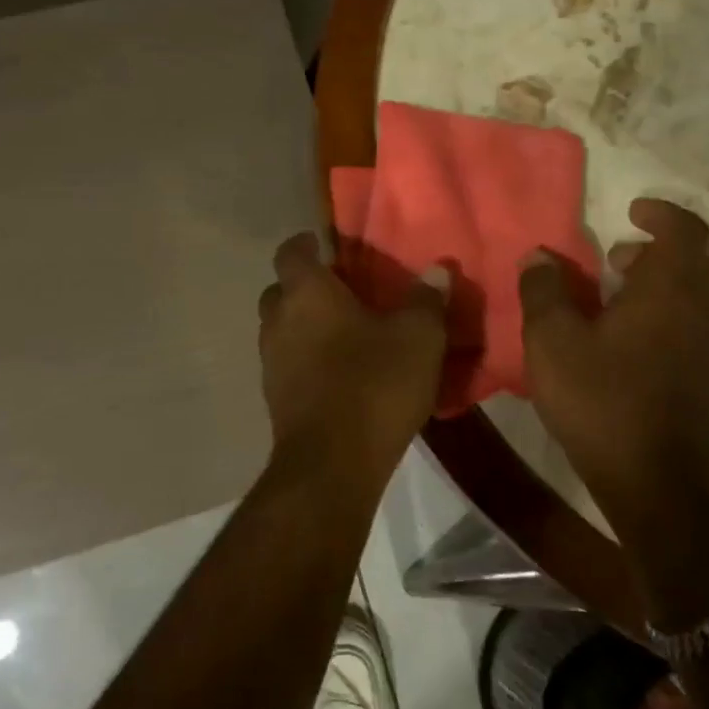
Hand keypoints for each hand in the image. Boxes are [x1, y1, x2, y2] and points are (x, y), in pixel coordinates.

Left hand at [257, 233, 449, 478]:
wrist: (332, 463)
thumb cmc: (374, 384)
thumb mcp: (418, 338)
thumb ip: (427, 300)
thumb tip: (438, 270)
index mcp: (306, 293)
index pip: (291, 251)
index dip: (307, 244)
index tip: (329, 247)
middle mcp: (278, 320)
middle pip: (280, 291)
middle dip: (305, 288)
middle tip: (342, 294)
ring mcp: (270, 362)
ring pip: (281, 329)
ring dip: (304, 327)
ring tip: (343, 335)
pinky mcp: (273, 398)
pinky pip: (287, 364)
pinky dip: (305, 360)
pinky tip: (338, 374)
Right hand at [518, 199, 708, 502]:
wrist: (654, 479)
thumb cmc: (600, 399)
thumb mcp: (552, 340)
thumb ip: (544, 290)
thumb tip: (540, 257)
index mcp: (670, 291)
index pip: (685, 230)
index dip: (660, 213)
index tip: (630, 211)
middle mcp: (701, 311)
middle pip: (690, 262)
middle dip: (651, 252)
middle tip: (610, 260)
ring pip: (689, 297)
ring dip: (655, 286)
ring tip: (608, 300)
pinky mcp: (705, 378)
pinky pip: (687, 327)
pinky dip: (660, 316)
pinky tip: (620, 343)